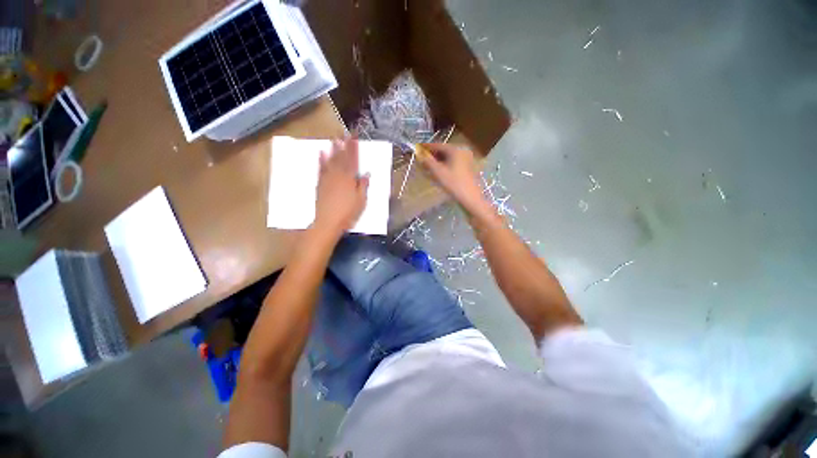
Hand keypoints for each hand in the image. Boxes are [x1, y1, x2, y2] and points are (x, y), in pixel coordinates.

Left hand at [314, 137, 369, 234]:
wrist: (328, 222)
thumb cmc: (348, 213)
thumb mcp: (361, 201)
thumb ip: (363, 186)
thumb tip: (366, 174)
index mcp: (350, 179)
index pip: (353, 159)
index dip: (354, 147)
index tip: (354, 136)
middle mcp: (338, 175)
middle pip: (342, 157)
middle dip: (344, 144)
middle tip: (344, 133)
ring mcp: (328, 178)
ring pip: (331, 160)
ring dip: (333, 148)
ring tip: (334, 138)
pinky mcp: (320, 183)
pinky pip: (320, 168)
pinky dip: (321, 159)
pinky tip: (321, 153)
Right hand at [418, 143, 486, 213]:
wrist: (470, 198)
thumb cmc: (453, 183)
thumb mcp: (438, 172)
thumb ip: (427, 161)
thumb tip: (419, 154)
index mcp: (455, 149)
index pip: (438, 145)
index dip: (426, 147)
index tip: (417, 149)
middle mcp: (462, 151)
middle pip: (443, 151)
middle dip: (432, 156)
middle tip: (421, 160)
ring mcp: (466, 159)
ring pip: (448, 158)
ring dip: (437, 162)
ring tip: (427, 167)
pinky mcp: (467, 168)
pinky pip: (453, 163)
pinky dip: (444, 166)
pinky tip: (438, 172)